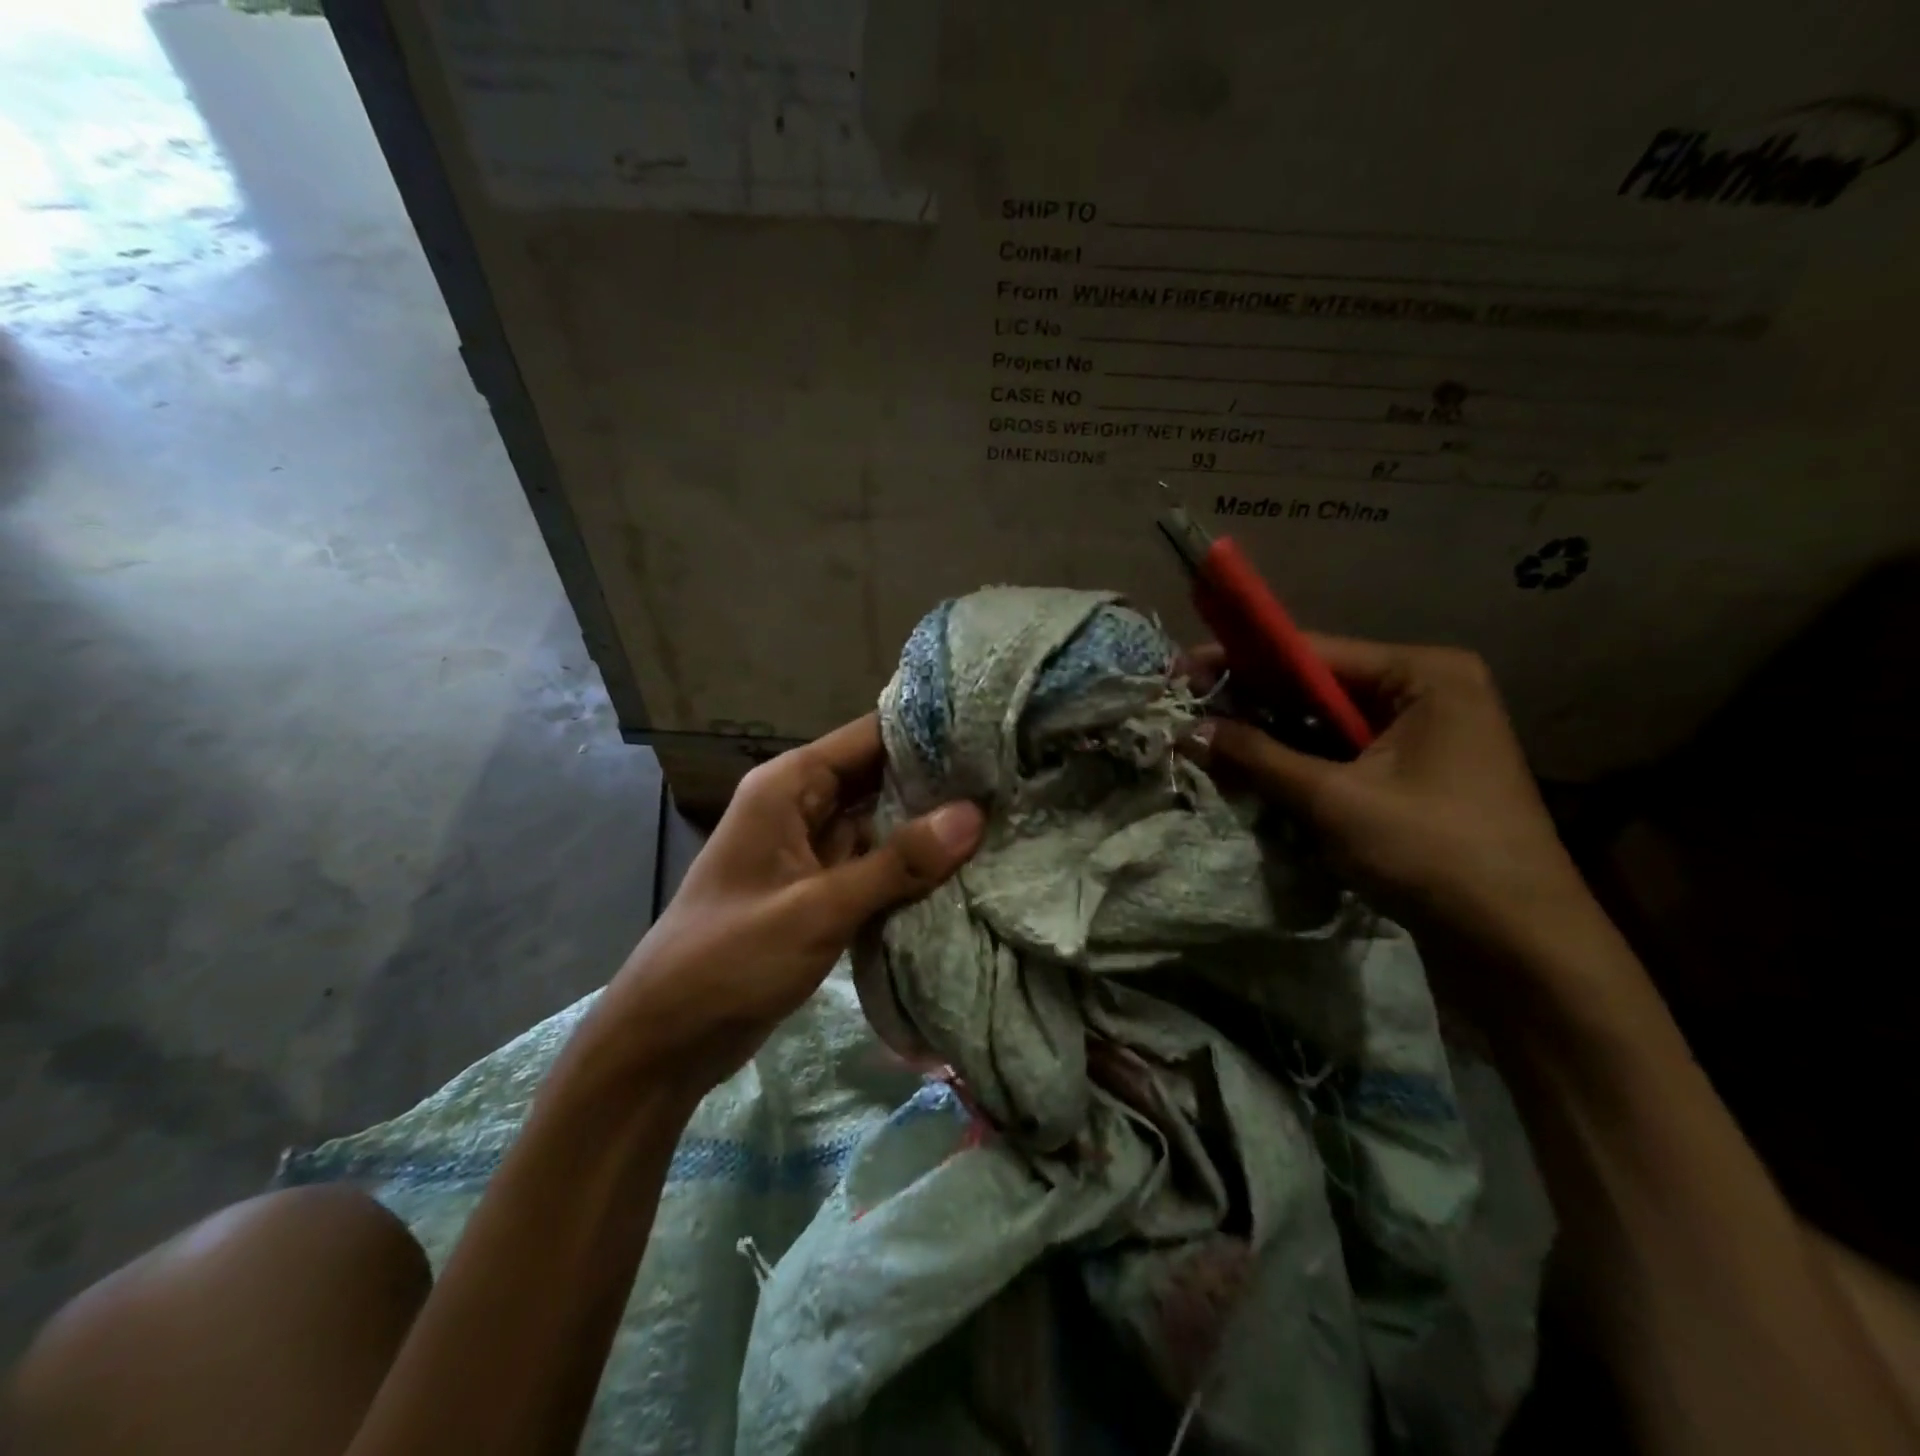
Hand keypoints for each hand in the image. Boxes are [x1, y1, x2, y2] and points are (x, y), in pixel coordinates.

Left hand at [591, 715, 983, 1092]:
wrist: (667, 1037)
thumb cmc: (729, 958)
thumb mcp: (817, 908)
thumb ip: (896, 863)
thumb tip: (974, 815)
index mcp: (789, 786)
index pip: (869, 736)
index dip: (927, 733)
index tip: (991, 736)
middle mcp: (801, 805)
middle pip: (879, 776)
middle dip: (937, 781)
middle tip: (1010, 780)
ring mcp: (811, 850)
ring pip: (880, 821)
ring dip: (927, 826)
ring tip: (1001, 817)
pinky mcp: (820, 890)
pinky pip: (874, 864)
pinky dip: (909, 866)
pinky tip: (962, 869)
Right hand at [1184, 636, 1590, 959]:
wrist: (1519, 947)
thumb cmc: (1431, 854)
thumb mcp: (1332, 800)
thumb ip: (1258, 757)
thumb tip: (1189, 729)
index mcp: (1424, 674)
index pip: (1312, 653)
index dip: (1240, 659)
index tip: (1182, 670)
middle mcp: (1429, 691)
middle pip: (1320, 686)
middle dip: (1253, 702)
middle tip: (1187, 711)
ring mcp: (1427, 735)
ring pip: (1328, 724)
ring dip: (1273, 737)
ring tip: (1208, 742)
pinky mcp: (1418, 776)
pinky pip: (1344, 755)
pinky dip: (1301, 764)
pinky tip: (1255, 773)